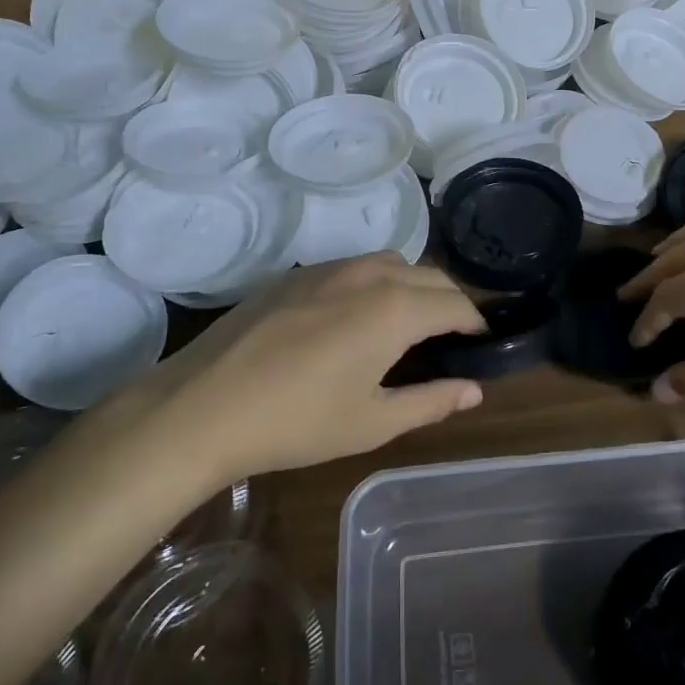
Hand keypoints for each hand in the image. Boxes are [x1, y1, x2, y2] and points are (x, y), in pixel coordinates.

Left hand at [147, 253, 487, 478]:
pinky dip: (375, 283)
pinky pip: (354, 266)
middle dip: (449, 302)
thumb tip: (474, 390)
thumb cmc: (298, 421)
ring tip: (406, 325)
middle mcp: (369, 274)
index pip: (456, 304)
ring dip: (413, 285)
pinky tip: (354, 319)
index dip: (475, 324)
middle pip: (430, 276)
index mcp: (395, 308)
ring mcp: (329, 268)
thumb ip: (431, 401)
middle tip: (449, 339)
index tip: (480, 345)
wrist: (204, 405)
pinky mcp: (297, 274)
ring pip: (392, 263)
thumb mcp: (373, 421)